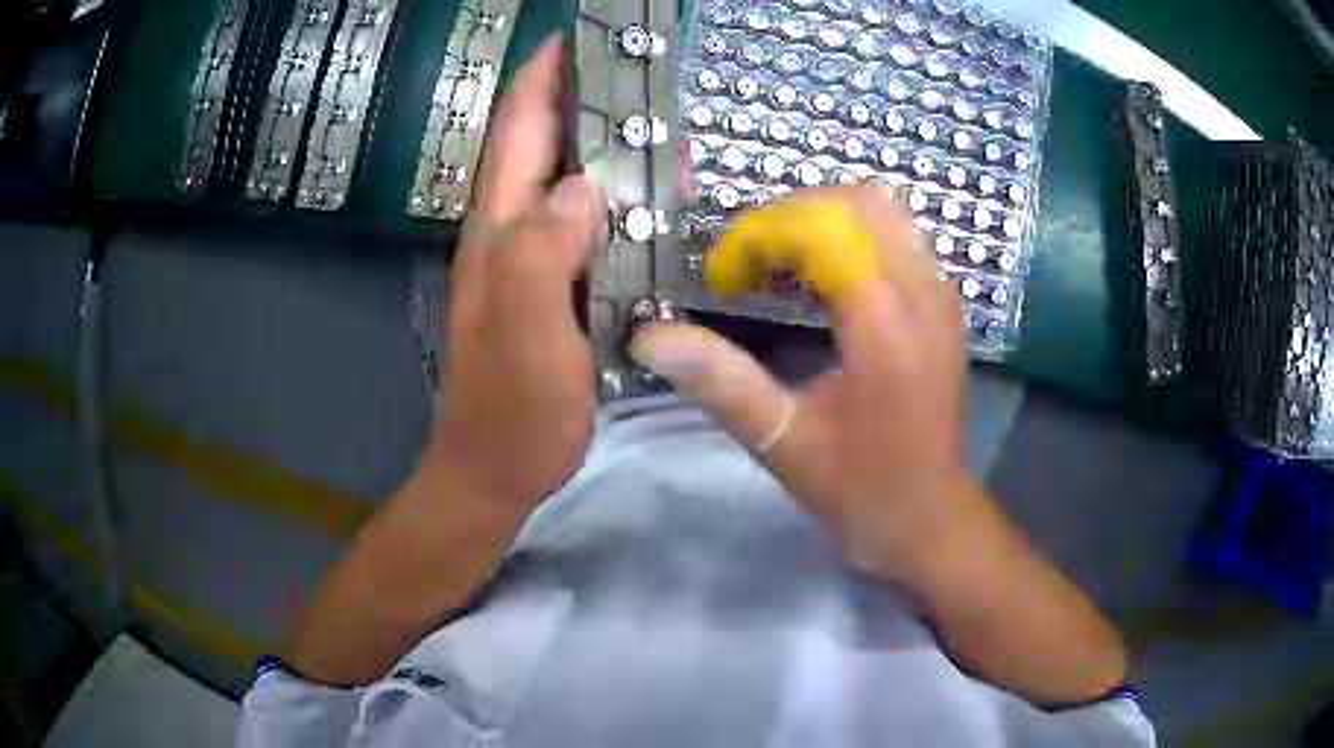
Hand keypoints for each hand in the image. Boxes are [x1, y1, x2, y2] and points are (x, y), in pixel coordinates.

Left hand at [430, 36, 604, 507]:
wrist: (494, 471)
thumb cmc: (513, 413)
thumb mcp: (529, 338)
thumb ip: (543, 257)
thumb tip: (583, 185)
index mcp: (500, 233)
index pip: (517, 132)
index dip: (542, 77)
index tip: (577, 36)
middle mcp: (508, 234)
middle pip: (540, 145)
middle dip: (580, 98)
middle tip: (638, 75)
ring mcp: (527, 262)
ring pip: (563, 181)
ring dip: (602, 144)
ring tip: (656, 125)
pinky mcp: (548, 289)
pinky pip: (579, 223)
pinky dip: (611, 196)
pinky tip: (645, 199)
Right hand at [631, 185, 970, 584]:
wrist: (927, 514)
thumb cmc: (858, 487)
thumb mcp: (782, 442)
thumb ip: (720, 383)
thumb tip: (650, 338)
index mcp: (886, 328)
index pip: (823, 230)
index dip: (761, 235)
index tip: (723, 276)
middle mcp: (923, 295)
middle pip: (857, 202)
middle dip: (790, 215)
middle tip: (748, 260)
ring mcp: (941, 293)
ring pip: (882, 209)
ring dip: (821, 219)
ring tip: (780, 262)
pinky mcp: (944, 301)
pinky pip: (897, 234)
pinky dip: (851, 234)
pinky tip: (822, 277)